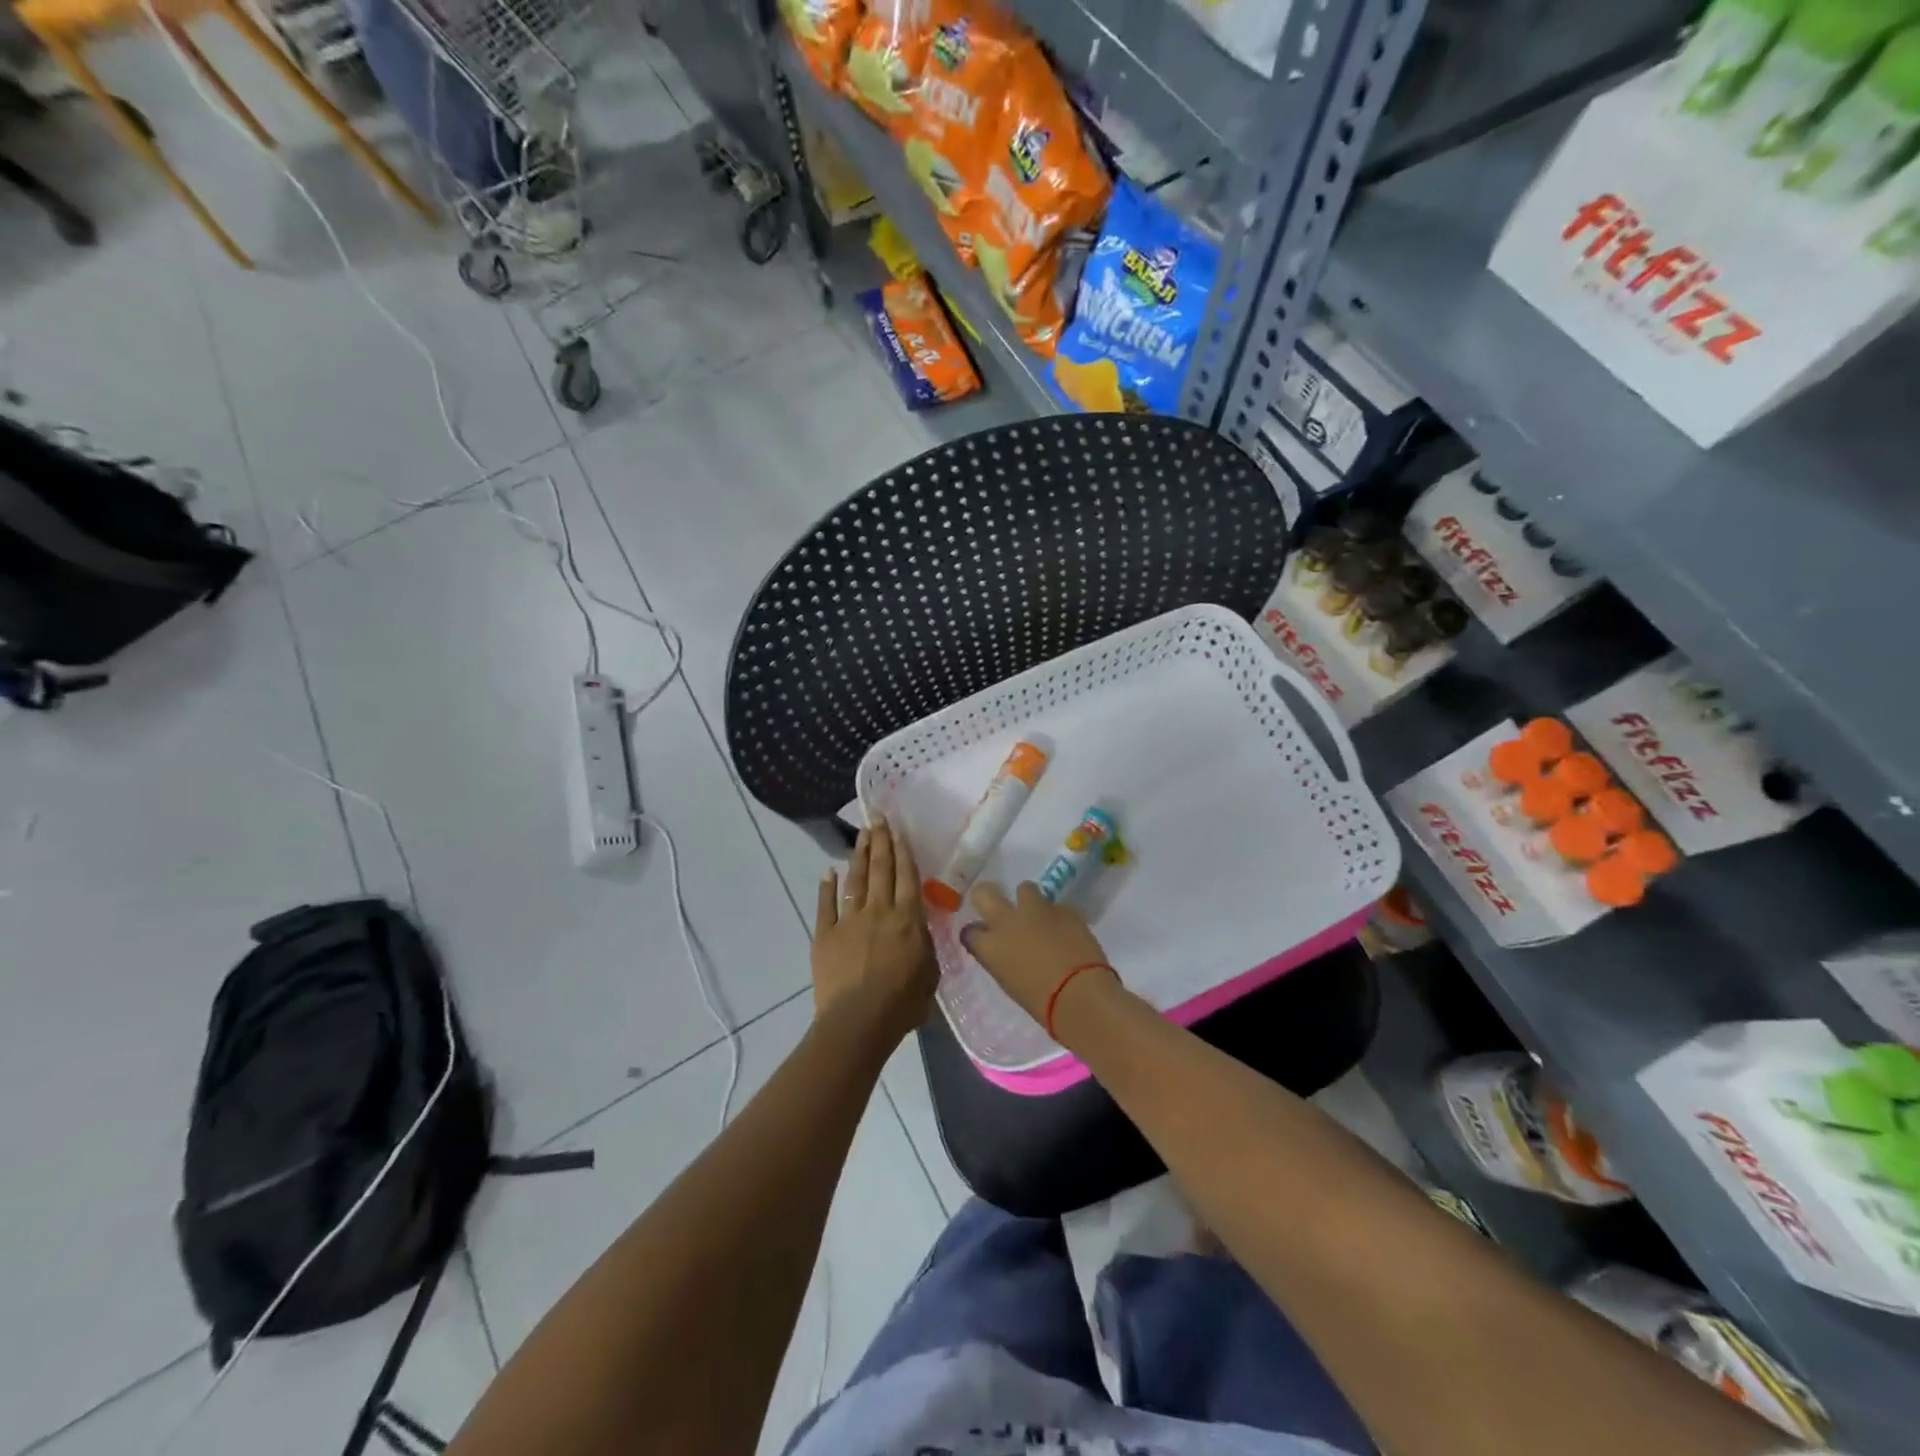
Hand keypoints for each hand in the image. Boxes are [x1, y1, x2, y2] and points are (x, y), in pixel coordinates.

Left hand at [812, 816, 938, 1046]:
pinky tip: (828, 872)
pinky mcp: (825, 934)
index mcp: (907, 919)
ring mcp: (849, 920)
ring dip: (859, 855)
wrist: (857, 1022)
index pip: (907, 876)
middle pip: (881, 869)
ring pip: (856, 880)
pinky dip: (826, 887)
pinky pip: (825, 905)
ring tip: (862, 835)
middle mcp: (879, 910)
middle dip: (880, 840)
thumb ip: (925, 943)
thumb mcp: (930, 973)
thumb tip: (919, 926)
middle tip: (878, 816)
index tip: (899, 828)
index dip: (903, 850)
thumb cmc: (902, 1003)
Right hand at [963, 881, 1113, 1026]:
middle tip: (1001, 909)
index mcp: (989, 946)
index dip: (978, 933)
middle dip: (989, 896)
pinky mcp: (1064, 908)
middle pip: (984, 893)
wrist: (1080, 993)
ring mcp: (1036, 910)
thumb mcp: (1010, 984)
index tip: (986, 938)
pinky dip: (1059, 917)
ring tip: (1041, 917)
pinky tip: (1068, 932)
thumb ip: (1002, 961)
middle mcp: (1006, 921)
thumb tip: (1006, 952)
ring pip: (1025, 888)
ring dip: (1030, 901)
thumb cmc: (1041, 1002)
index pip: (970, 931)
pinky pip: (1057, 906)